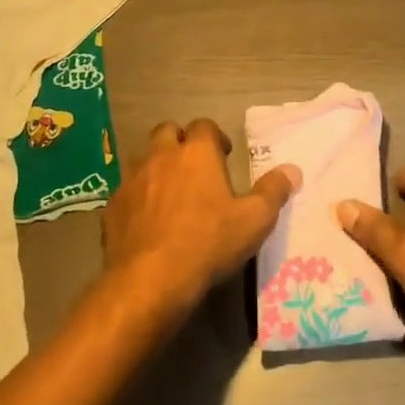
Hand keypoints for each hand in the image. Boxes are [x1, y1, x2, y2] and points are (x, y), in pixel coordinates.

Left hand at [102, 119, 300, 322]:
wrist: (150, 278)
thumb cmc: (209, 243)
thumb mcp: (255, 220)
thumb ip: (274, 191)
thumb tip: (292, 169)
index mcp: (196, 153)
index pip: (204, 126)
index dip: (215, 137)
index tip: (224, 155)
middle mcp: (160, 156)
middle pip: (167, 132)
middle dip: (180, 142)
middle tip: (195, 167)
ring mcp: (132, 180)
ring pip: (143, 159)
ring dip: (157, 167)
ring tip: (171, 193)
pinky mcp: (112, 206)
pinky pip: (126, 191)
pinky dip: (138, 197)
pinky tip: (147, 220)